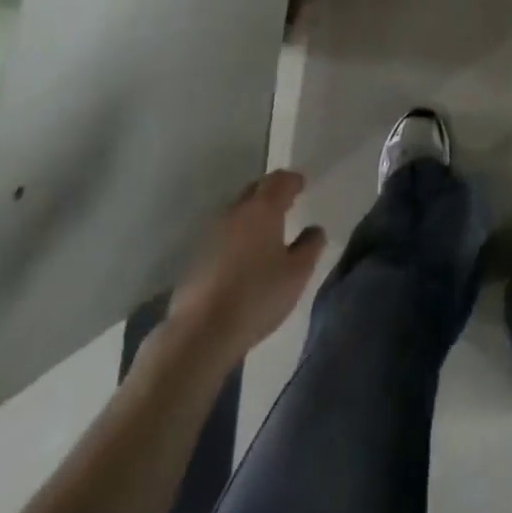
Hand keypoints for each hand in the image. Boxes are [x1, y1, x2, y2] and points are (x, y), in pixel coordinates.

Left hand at [170, 170, 326, 358]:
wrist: (200, 331)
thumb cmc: (257, 297)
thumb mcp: (297, 274)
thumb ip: (310, 246)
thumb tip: (314, 229)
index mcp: (263, 209)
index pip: (280, 180)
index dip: (293, 180)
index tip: (302, 185)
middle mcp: (236, 211)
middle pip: (256, 189)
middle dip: (271, 191)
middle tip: (286, 202)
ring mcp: (212, 231)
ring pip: (237, 210)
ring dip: (252, 213)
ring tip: (266, 229)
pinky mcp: (197, 254)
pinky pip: (223, 232)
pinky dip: (237, 234)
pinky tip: (243, 254)